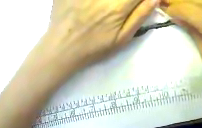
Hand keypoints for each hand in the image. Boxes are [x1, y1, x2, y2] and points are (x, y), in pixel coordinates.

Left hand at [43, 0, 158, 75]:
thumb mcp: (122, 39)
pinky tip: (89, 5)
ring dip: (111, 1)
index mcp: (117, 7)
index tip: (136, 3)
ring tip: (103, 11)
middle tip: (120, 7)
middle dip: (125, 0)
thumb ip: (140, 16)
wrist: (61, 50)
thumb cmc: (93, 48)